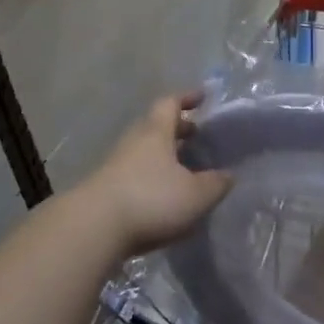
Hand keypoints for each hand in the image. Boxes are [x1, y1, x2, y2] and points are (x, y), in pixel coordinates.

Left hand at [76, 93, 231, 256]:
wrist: (94, 227)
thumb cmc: (151, 200)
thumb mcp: (196, 194)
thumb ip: (216, 183)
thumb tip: (228, 174)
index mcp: (156, 132)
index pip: (170, 103)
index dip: (187, 98)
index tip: (203, 96)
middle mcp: (134, 141)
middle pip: (156, 126)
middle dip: (177, 129)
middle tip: (197, 136)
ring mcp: (116, 164)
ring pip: (145, 150)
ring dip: (164, 155)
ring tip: (185, 169)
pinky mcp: (106, 188)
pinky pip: (135, 173)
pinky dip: (152, 176)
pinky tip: (164, 195)